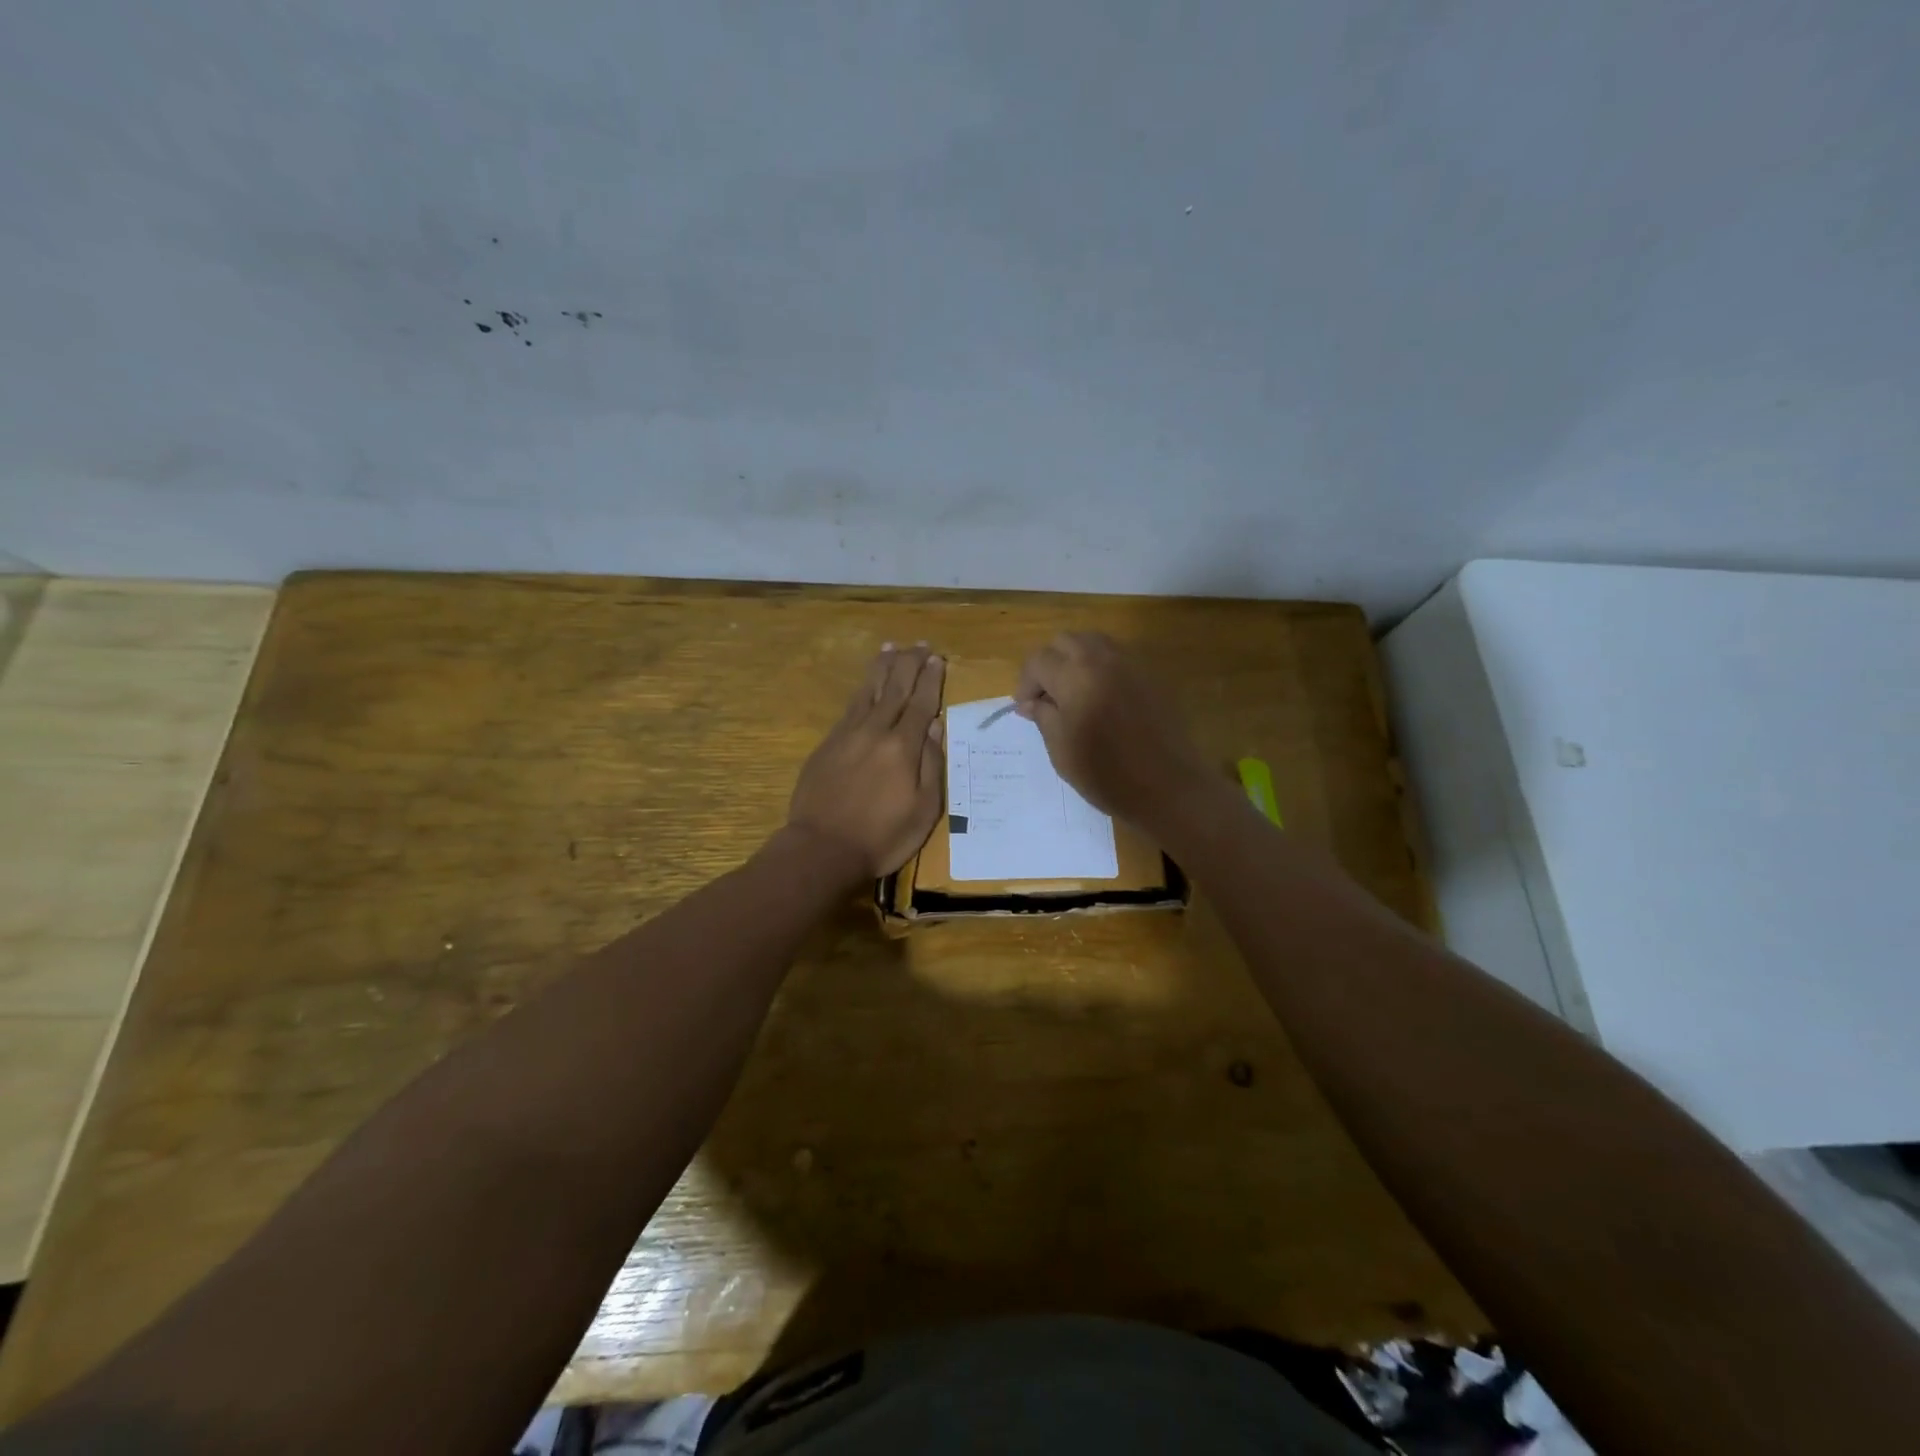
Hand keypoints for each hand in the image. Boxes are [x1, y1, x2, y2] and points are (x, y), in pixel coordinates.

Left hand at [787, 644, 945, 877]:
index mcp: (902, 747)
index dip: (930, 680)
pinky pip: (849, 707)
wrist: (822, 848)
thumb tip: (934, 726)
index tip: (937, 659)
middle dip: (909, 664)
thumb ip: (931, 765)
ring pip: (868, 691)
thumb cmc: (882, 837)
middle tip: (920, 645)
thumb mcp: (924, 810)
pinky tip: (866, 684)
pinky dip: (861, 689)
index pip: (921, 704)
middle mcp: (875, 732)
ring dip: (882, 667)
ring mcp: (847, 735)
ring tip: (891, 647)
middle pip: (894, 688)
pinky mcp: (828, 744)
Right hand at [1014, 632, 1217, 832]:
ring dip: (1076, 660)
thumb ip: (1044, 717)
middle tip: (1047, 697)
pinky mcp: (1151, 675)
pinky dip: (1101, 667)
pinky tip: (1102, 698)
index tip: (1026, 709)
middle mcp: (1102, 659)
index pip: (1038, 660)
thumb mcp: (1061, 749)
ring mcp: (1131, 664)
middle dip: (1049, 664)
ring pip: (1093, 642)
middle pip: (1065, 641)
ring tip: (1073, 694)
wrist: (1168, 787)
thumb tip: (1032, 702)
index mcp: (1074, 676)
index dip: (1026, 683)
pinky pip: (1118, 657)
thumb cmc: (1106, 774)